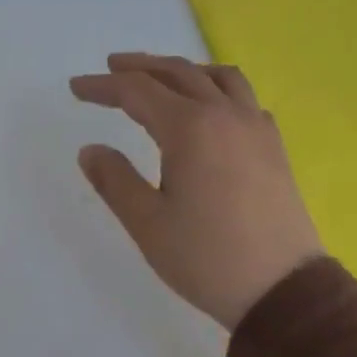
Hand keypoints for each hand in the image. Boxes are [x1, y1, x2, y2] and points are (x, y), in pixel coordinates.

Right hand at [70, 53, 324, 329]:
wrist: (280, 289)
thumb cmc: (205, 257)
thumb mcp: (147, 223)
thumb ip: (115, 180)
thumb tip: (90, 150)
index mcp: (190, 129)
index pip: (137, 92)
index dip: (102, 87)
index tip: (75, 88)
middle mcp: (226, 116)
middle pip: (178, 73)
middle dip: (140, 67)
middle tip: (111, 68)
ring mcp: (256, 128)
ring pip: (218, 77)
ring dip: (183, 70)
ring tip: (160, 77)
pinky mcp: (274, 148)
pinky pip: (243, 98)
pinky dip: (217, 88)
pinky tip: (209, 108)